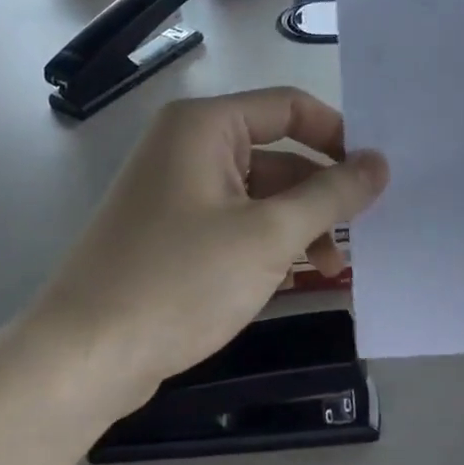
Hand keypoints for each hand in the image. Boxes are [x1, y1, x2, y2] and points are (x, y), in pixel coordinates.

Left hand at [33, 88, 388, 413]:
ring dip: (300, 224)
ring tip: (333, 267)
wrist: (84, 357)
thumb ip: (331, 195)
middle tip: (365, 230)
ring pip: (259, 193)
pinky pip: (236, 222)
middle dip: (321, 192)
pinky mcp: (172, 231)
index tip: (376, 175)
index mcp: (204, 126)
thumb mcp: (268, 236)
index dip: (339, 135)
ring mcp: (177, 190)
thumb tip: (380, 162)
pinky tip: (298, 276)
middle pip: (277, 152)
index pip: (290, 107)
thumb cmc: (179, 281)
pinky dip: (269, 242)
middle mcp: (188, 146)